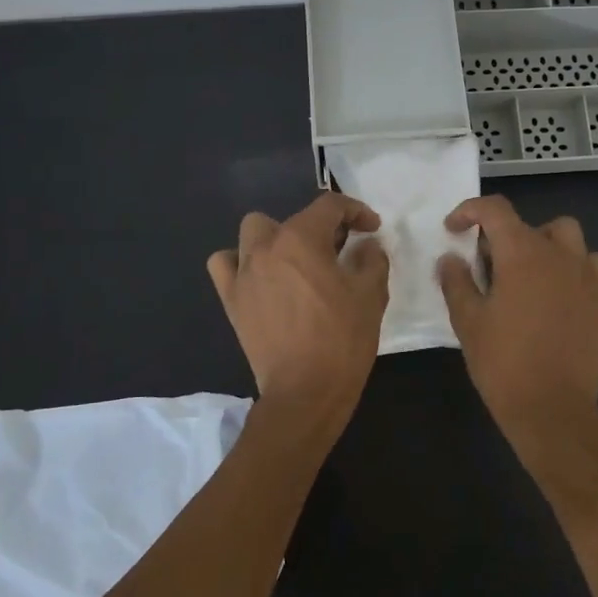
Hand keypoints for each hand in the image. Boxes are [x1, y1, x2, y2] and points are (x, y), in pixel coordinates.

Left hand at [208, 193, 389, 414]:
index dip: (356, 211)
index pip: (330, 206)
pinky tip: (261, 278)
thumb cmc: (342, 339)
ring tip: (296, 262)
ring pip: (252, 233)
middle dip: (317, 227)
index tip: (371, 228)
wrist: (305, 391)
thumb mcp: (371, 294)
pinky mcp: (231, 300)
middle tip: (337, 251)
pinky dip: (240, 263)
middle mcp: (266, 247)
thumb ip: (372, 259)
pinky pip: (225, 265)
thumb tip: (367, 246)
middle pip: (290, 218)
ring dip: (276, 239)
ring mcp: (243, 273)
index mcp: (301, 239)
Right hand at [437, 195, 597, 438]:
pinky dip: (569, 263)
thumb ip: (457, 282)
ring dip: (540, 242)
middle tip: (484, 265)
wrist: (552, 407)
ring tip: (522, 271)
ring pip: (565, 235)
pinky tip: (552, 288)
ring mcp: (584, 275)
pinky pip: (588, 262)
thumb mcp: (468, 321)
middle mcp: (558, 254)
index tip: (452, 230)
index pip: (495, 210)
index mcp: (522, 253)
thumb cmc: (503, 363)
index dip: (469, 211)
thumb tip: (451, 258)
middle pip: (528, 223)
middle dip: (501, 235)